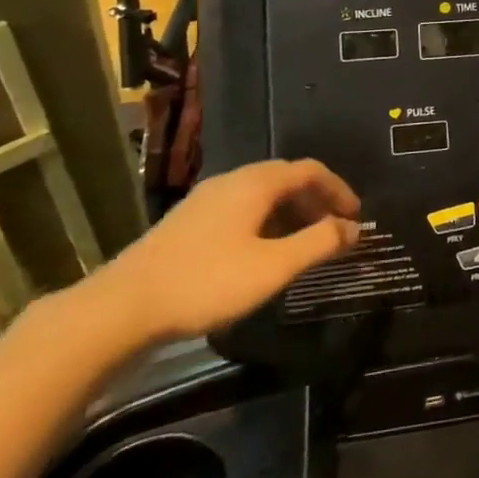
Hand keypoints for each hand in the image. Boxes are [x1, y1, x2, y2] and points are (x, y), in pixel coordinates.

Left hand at [88, 160, 361, 344]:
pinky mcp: (189, 221)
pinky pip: (241, 208)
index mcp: (256, 183)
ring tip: (303, 245)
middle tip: (334, 231)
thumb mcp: (274, 267)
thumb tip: (354, 228)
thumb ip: (319, 243)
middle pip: (286, 178)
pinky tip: (262, 252)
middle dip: (316, 201)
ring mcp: (206, 199)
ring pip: (261, 194)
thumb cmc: (207, 282)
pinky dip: (266, 221)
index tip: (356, 217)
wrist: (122, 307)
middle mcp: (232, 180)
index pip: (310, 170)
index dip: (339, 189)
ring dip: (291, 212)